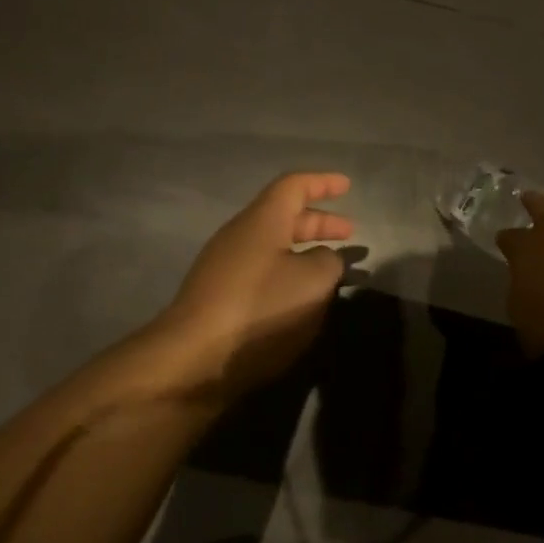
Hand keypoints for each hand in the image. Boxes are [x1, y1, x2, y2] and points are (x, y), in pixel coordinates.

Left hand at [162, 172, 353, 393]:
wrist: (193, 359)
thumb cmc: (260, 309)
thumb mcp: (313, 282)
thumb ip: (329, 262)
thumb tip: (325, 259)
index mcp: (261, 221)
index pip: (293, 186)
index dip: (322, 183)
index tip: (347, 186)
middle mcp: (239, 236)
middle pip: (283, 216)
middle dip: (318, 222)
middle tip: (350, 234)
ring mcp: (224, 268)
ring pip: (272, 247)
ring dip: (304, 252)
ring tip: (331, 268)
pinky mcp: (218, 298)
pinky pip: (261, 272)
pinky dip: (287, 274)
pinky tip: (301, 298)